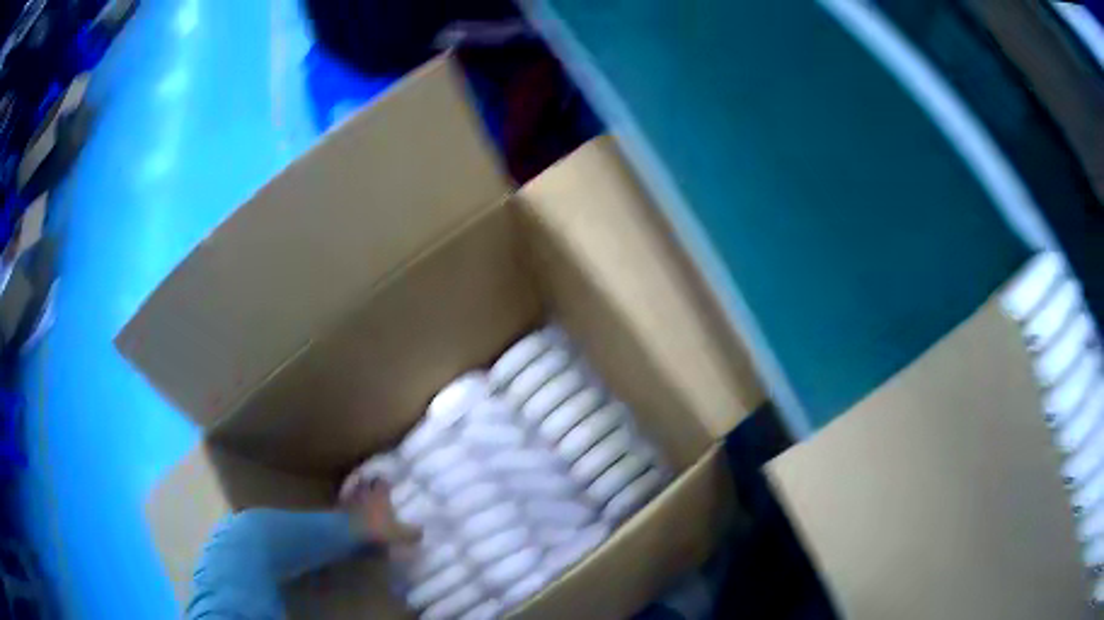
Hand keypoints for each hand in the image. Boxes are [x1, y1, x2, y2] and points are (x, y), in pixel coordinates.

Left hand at [341, 478, 421, 545]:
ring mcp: (348, 500)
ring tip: (360, 498)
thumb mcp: (400, 534)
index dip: (385, 482)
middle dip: (368, 483)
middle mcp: (363, 492)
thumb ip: (411, 532)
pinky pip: (342, 504)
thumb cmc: (377, 531)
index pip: (382, 481)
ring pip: (352, 491)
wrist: (346, 535)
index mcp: (380, 494)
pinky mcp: (336, 510)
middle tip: (373, 487)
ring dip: (356, 493)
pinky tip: (348, 511)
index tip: (388, 482)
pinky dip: (346, 506)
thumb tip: (422, 530)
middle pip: (365, 482)